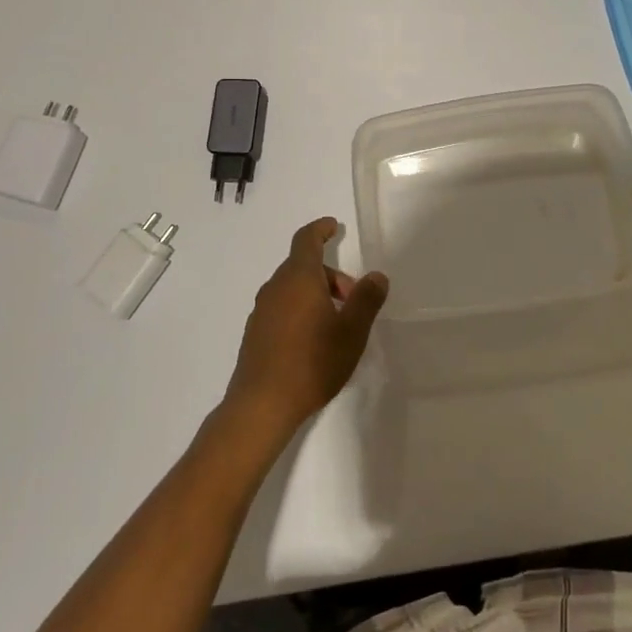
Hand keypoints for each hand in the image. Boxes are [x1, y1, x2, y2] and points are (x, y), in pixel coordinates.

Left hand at [224, 218, 388, 436]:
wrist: (262, 404)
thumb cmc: (312, 361)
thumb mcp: (352, 331)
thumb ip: (366, 299)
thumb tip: (376, 276)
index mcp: (298, 278)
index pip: (307, 240)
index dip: (320, 229)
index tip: (333, 227)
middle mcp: (276, 287)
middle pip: (303, 267)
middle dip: (330, 276)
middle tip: (352, 300)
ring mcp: (261, 310)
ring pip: (292, 289)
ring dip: (315, 295)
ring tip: (336, 324)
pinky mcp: (255, 333)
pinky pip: (281, 308)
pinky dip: (299, 311)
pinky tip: (312, 342)